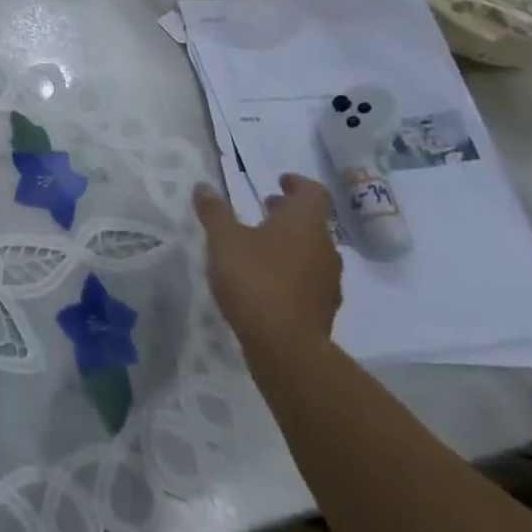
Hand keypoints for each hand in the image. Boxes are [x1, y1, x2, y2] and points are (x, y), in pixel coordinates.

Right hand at [195, 174, 342, 356]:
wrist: (286, 349)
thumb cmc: (255, 279)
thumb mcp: (223, 239)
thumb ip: (214, 211)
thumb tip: (204, 186)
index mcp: (304, 223)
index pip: (314, 193)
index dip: (298, 184)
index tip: (280, 182)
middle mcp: (324, 248)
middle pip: (313, 222)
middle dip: (289, 214)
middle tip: (266, 208)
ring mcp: (327, 283)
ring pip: (312, 252)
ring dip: (291, 243)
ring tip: (261, 246)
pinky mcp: (323, 311)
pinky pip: (309, 280)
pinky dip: (292, 272)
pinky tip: (267, 281)